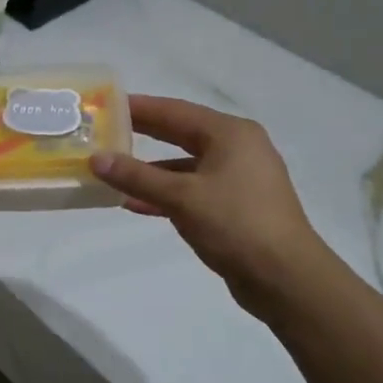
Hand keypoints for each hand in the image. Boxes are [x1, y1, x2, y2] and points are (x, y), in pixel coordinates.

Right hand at [91, 96, 335, 320]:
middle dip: (143, 134)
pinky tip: (135, 204)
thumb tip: (96, 158)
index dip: (139, 107)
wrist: (287, 279)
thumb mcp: (181, 197)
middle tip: (106, 130)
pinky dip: (167, 194)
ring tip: (113, 171)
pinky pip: (193, 189)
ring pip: (185, 165)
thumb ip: (137, 176)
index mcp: (230, 134)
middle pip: (181, 133)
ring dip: (151, 170)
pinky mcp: (237, 206)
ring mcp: (240, 178)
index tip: (107, 103)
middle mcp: (238, 148)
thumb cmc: (236, 225)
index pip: (175, 111)